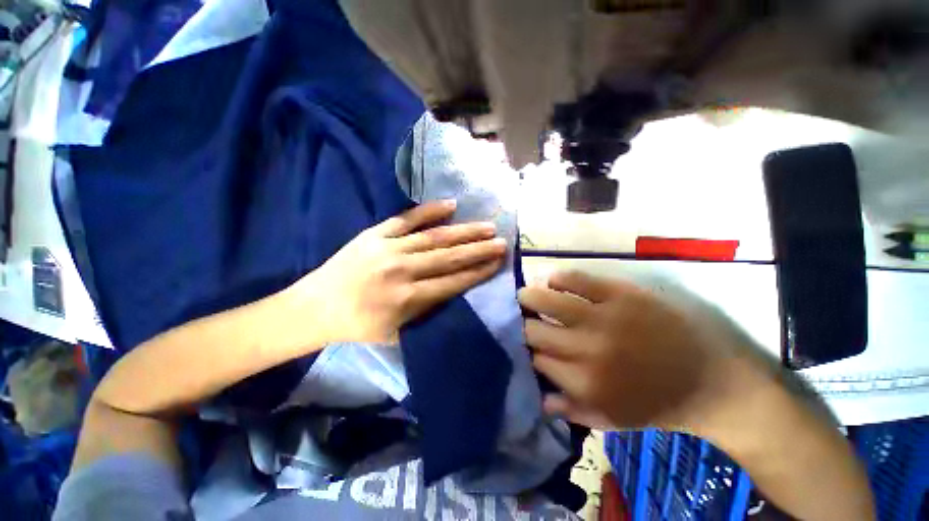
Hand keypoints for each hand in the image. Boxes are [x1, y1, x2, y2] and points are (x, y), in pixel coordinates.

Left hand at [288, 200, 505, 343]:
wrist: (314, 308)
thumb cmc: (358, 325)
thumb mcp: (397, 333)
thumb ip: (427, 313)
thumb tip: (456, 291)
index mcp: (407, 299)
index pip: (453, 282)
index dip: (478, 272)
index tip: (498, 263)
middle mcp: (401, 270)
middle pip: (449, 257)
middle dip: (479, 250)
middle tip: (502, 241)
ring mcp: (387, 248)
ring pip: (434, 237)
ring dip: (464, 231)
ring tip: (486, 226)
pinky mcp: (374, 233)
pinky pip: (406, 218)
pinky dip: (429, 211)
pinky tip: (451, 205)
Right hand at [518, 271, 746, 433]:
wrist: (711, 381)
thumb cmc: (657, 404)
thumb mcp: (612, 420)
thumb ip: (571, 410)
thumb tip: (538, 396)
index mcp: (584, 383)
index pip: (536, 359)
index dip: (528, 351)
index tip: (528, 345)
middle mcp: (587, 349)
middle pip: (535, 331)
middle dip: (523, 324)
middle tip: (522, 318)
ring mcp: (603, 318)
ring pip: (548, 301)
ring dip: (530, 297)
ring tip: (525, 295)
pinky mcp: (621, 295)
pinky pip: (577, 280)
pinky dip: (559, 278)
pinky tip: (554, 281)